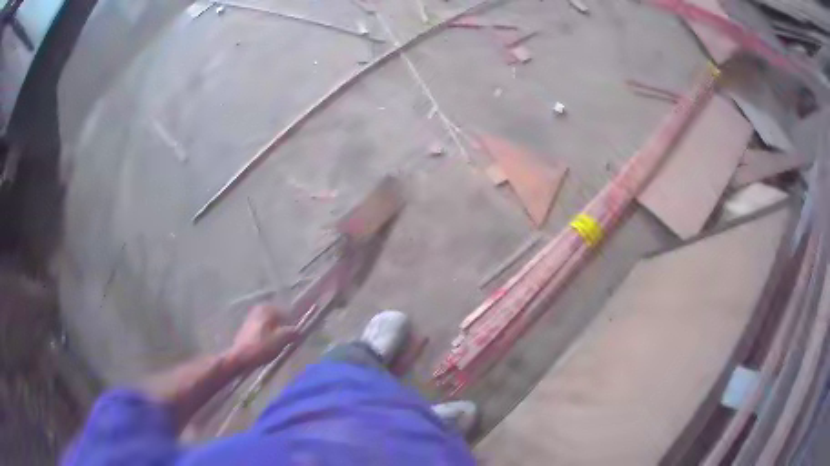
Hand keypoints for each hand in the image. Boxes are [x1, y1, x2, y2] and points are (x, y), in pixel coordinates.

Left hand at [227, 305, 297, 370]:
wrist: (238, 357)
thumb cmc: (260, 347)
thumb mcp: (280, 340)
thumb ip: (292, 333)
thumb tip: (300, 330)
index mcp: (267, 308)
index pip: (288, 313)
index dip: (294, 325)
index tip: (296, 337)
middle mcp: (259, 309)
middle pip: (279, 318)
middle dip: (285, 329)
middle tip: (288, 342)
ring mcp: (252, 317)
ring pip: (271, 324)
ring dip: (277, 333)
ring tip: (278, 347)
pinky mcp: (248, 328)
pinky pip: (264, 329)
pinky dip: (269, 336)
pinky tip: (268, 347)